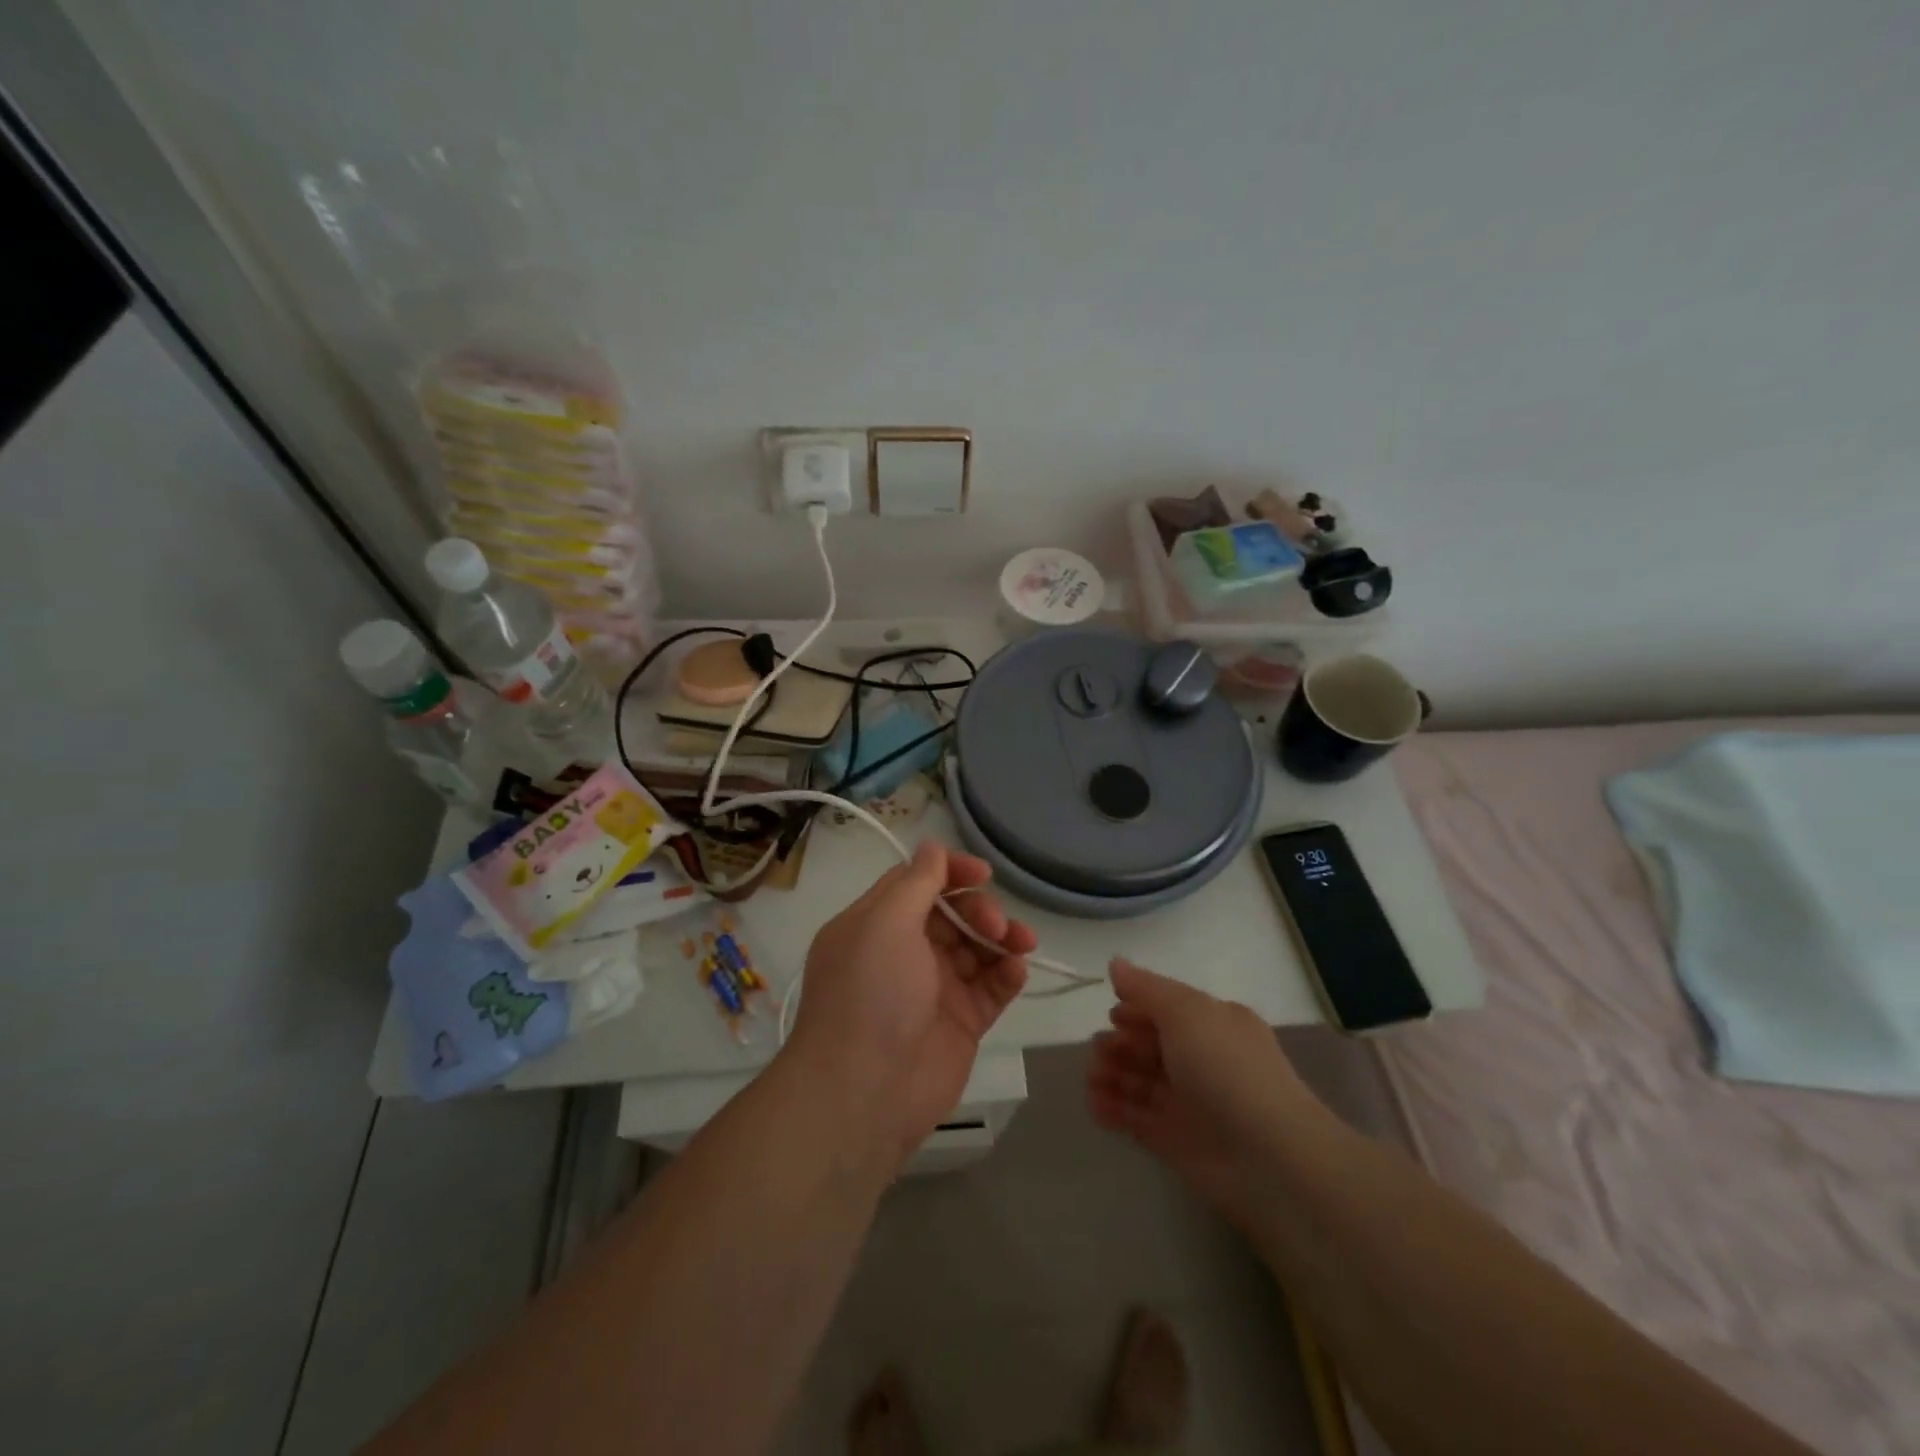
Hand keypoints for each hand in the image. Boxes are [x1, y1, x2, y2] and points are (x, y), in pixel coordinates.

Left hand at [785, 841, 1033, 1168]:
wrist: (866, 1092)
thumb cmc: (871, 993)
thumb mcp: (885, 923)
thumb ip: (916, 882)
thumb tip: (932, 846)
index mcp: (876, 925)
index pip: (917, 883)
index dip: (950, 873)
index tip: (982, 875)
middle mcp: (904, 953)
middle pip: (952, 914)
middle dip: (979, 909)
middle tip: (995, 924)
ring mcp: (934, 989)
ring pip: (977, 948)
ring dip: (1003, 938)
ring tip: (1020, 944)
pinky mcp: (962, 1022)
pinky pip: (991, 987)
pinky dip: (1007, 974)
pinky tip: (1016, 970)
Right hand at [1089, 958, 1321, 1227]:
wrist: (1267, 1157)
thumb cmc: (1226, 1067)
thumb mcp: (1186, 1011)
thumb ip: (1146, 988)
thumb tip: (1115, 963)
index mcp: (1212, 1024)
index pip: (1165, 1010)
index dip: (1136, 1010)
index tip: (1112, 1015)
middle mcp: (1201, 1060)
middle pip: (1148, 1045)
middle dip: (1118, 1044)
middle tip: (1099, 1052)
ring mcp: (1187, 1102)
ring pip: (1138, 1081)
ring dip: (1110, 1075)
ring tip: (1093, 1079)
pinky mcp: (1174, 1141)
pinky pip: (1135, 1118)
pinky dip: (1113, 1109)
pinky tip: (1096, 1105)